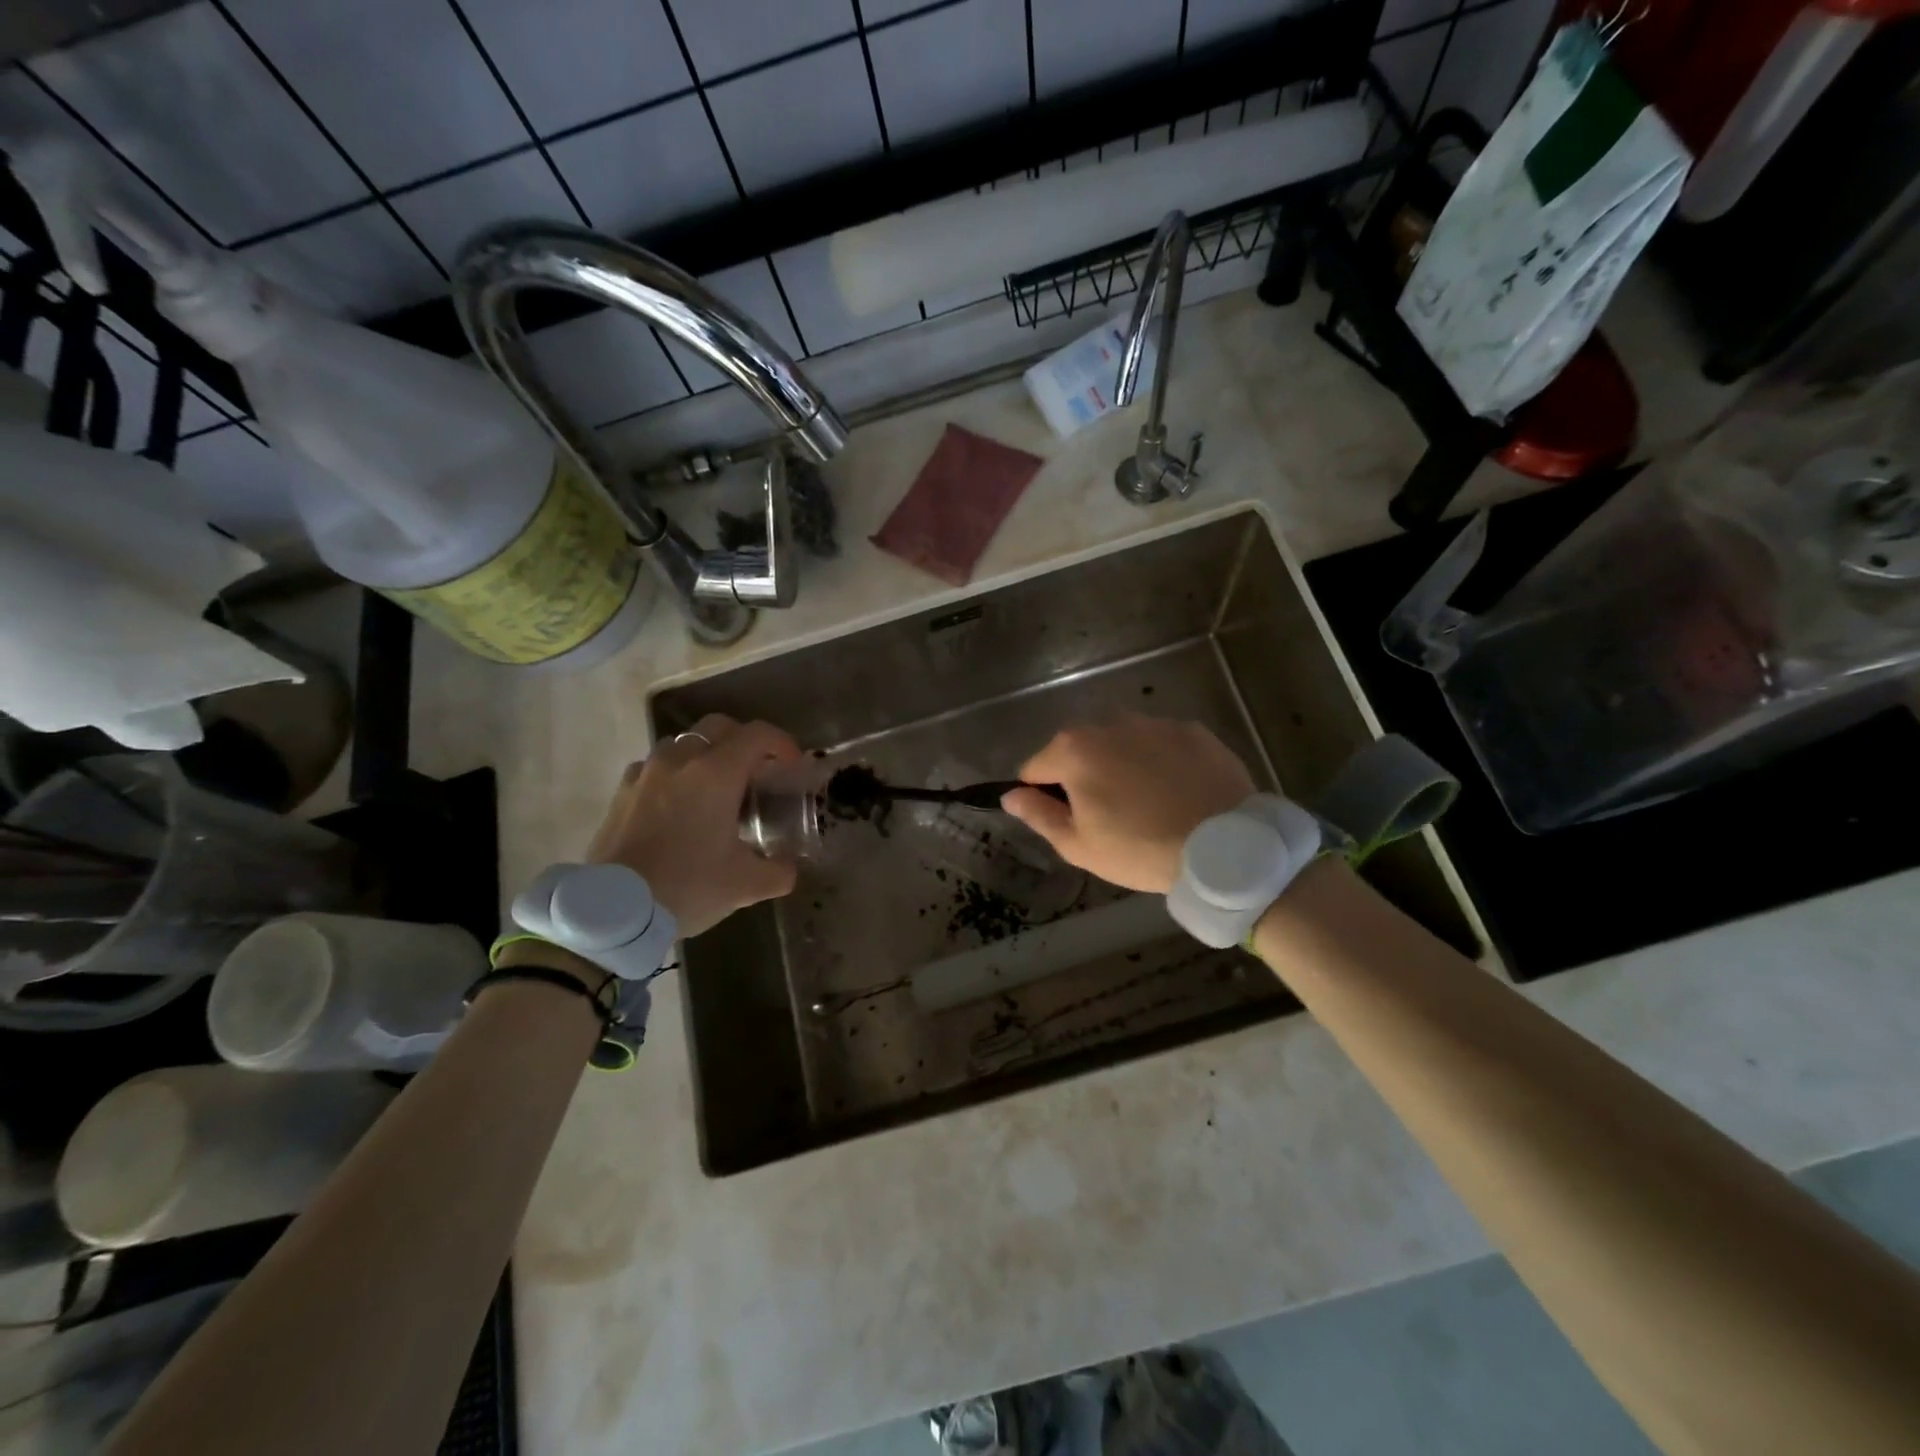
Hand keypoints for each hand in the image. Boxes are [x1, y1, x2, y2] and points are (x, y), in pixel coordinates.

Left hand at [586, 715, 802, 937]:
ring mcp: (646, 773)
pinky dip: (674, 775)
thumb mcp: (746, 885)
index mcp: (716, 774)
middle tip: (756, 771)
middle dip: (743, 740)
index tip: (792, 765)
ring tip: (715, 788)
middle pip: (717, 727)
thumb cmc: (687, 887)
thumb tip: (789, 868)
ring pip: (682, 743)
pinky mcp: (621, 792)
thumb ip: (778, 871)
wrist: (614, 911)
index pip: (757, 735)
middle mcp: (680, 761)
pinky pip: (654, 767)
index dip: (782, 743)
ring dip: (705, 755)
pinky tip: (678, 806)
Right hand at [1001, 715, 1256, 893]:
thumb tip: (1009, 795)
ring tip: (1148, 804)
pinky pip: (1161, 743)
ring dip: (1122, 765)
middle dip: (1084, 776)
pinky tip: (1177, 792)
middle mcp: (1110, 723)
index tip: (1069, 822)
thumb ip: (1038, 814)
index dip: (1044, 797)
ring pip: (1121, 742)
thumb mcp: (1079, 845)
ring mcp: (1155, 723)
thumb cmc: (1140, 850)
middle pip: (1079, 749)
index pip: (1035, 768)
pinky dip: (1160, 762)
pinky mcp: (1193, 730)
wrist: (1225, 848)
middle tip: (1109, 816)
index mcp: (1074, 749)